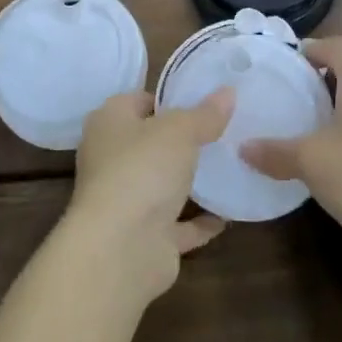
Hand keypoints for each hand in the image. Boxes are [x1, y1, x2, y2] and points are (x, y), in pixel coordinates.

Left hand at [62, 88, 234, 306]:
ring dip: (191, 181)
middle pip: (152, 142)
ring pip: (164, 184)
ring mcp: (127, 200)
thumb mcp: (180, 130)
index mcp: (109, 123)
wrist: (120, 249)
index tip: (206, 100)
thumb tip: (228, 92)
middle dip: (184, 140)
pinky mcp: (145, 238)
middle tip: (225, 131)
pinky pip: (179, 224)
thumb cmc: (142, 169)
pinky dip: (200, 221)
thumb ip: (205, 113)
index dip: (170, 98)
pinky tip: (229, 213)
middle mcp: (112, 159)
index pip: (139, 100)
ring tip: (232, 166)